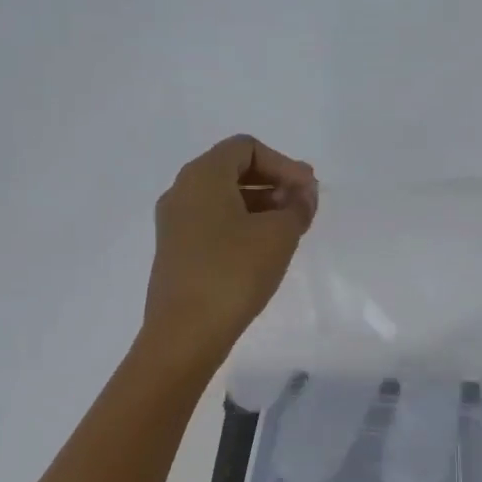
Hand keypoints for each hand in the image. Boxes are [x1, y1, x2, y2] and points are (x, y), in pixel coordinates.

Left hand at [142, 135, 316, 366]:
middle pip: (232, 169)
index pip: (246, 147)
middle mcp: (182, 191)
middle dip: (273, 182)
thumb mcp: (279, 235)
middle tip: (303, 206)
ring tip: (288, 229)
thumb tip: (303, 193)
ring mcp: (174, 223)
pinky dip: (241, 224)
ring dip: (259, 205)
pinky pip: (212, 222)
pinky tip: (263, 250)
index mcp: (202, 176)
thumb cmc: (234, 272)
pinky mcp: (176, 251)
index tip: (307, 191)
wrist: (185, 333)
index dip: (283, 163)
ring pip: (222, 198)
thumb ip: (298, 206)